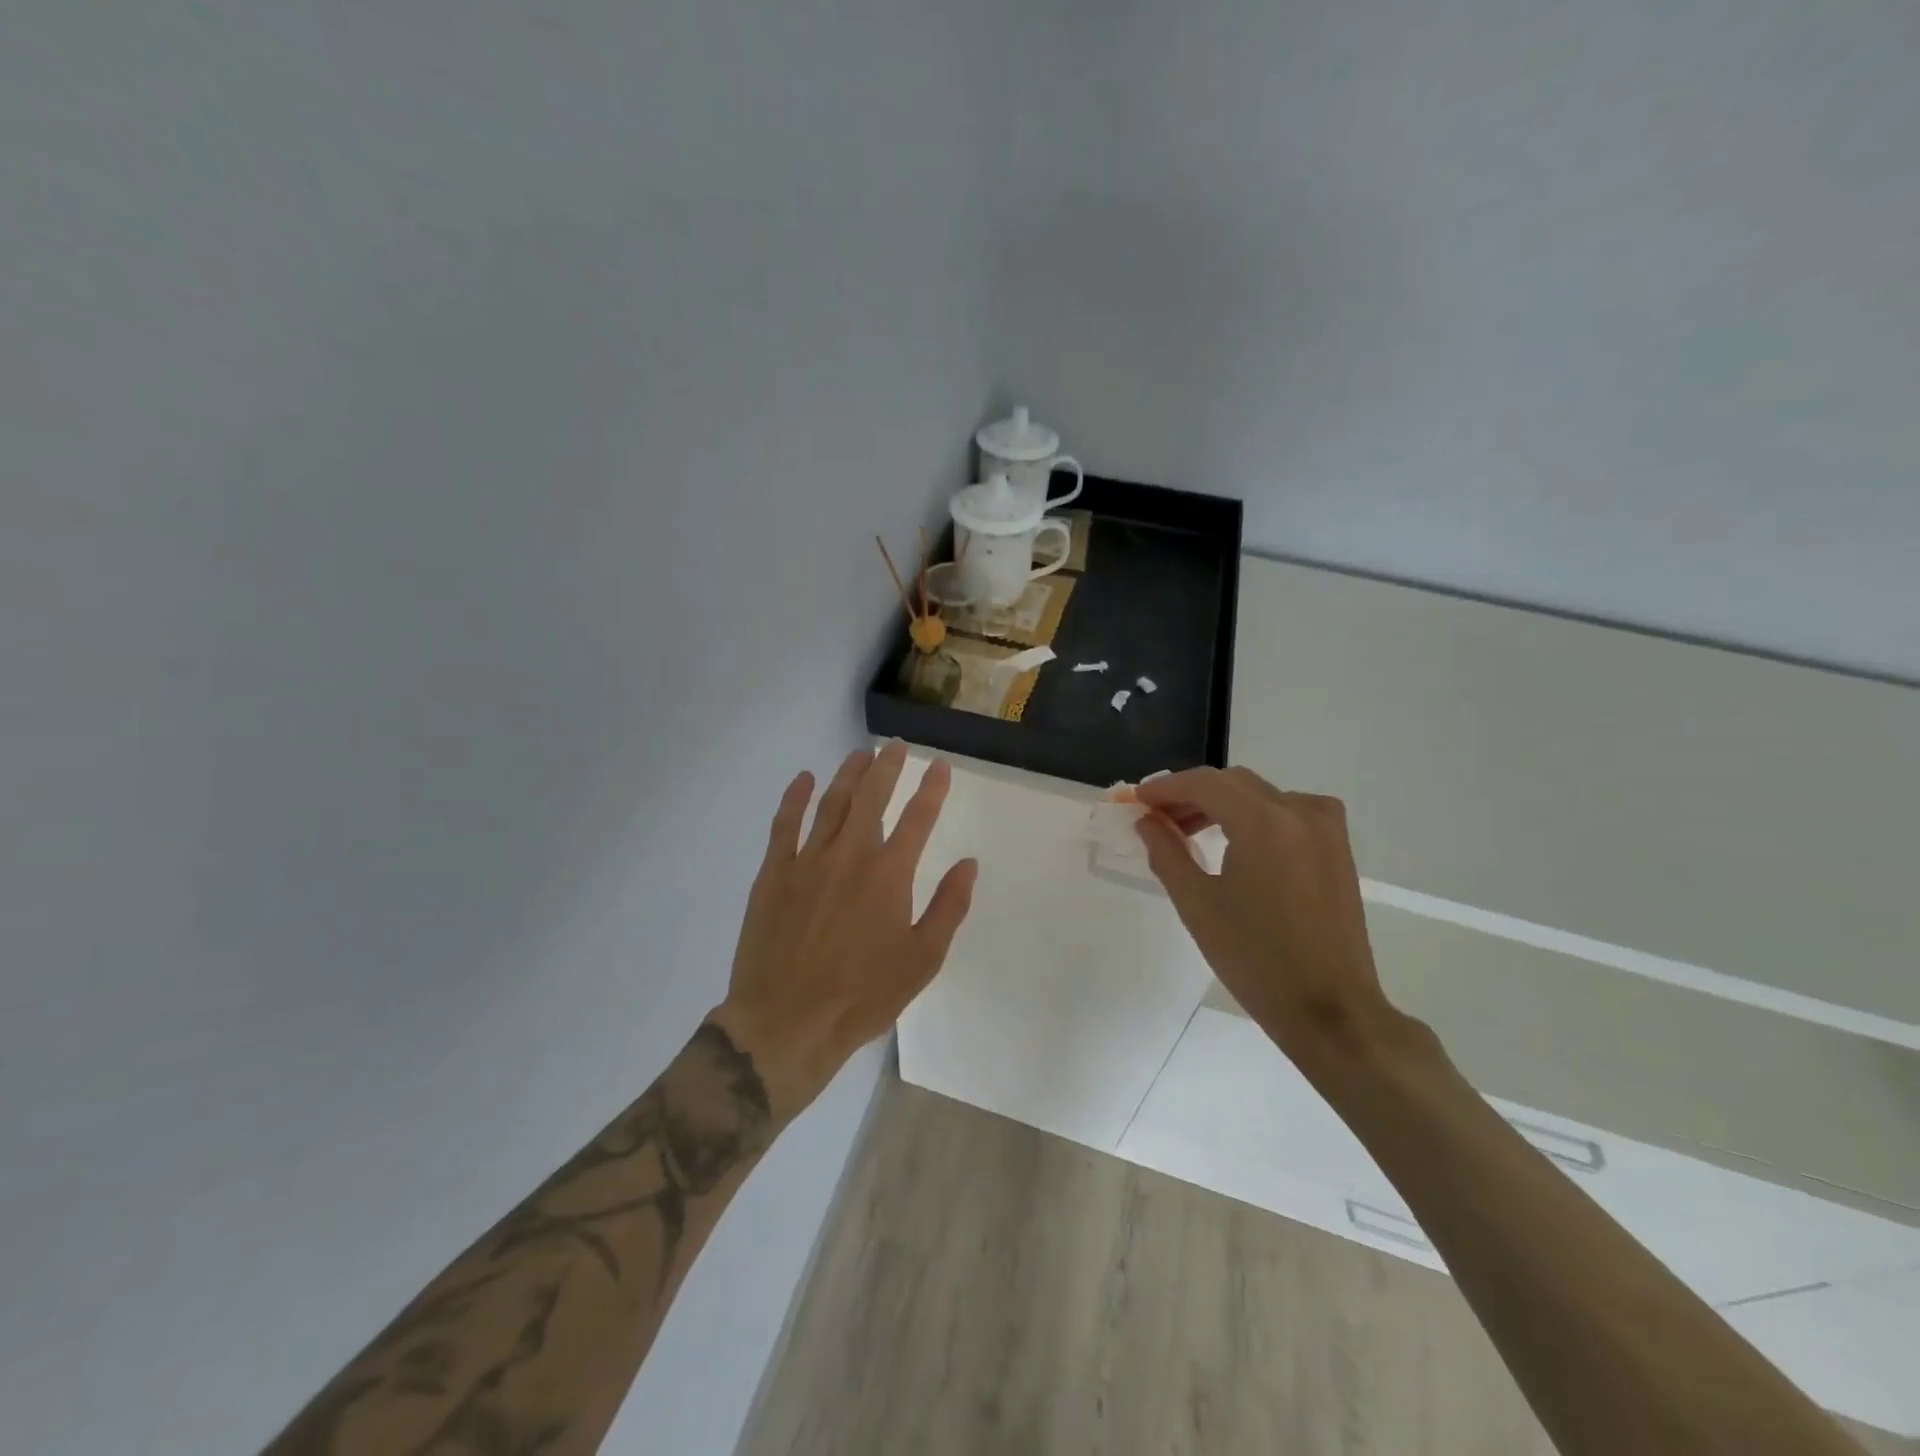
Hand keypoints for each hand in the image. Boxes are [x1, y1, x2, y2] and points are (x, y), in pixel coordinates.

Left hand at [712, 741, 976, 1120]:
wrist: (787, 1021)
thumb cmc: (863, 996)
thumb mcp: (922, 960)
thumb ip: (948, 907)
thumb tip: (969, 863)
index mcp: (889, 874)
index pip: (918, 818)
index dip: (932, 789)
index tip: (940, 765)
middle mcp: (850, 854)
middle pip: (872, 797)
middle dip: (888, 767)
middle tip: (896, 747)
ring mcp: (807, 860)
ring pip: (831, 803)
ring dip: (848, 774)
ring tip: (860, 754)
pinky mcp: (773, 873)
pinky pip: (784, 824)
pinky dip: (795, 798)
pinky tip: (803, 779)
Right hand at [1135, 767, 1397, 1064]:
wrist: (1329, 1009)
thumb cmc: (1255, 959)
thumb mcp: (1197, 904)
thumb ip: (1166, 852)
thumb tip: (1147, 821)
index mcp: (1264, 822)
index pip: (1204, 784)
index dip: (1165, 788)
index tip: (1137, 801)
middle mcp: (1299, 811)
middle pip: (1233, 783)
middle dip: (1191, 795)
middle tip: (1157, 818)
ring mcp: (1325, 827)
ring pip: (1261, 794)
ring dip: (1222, 804)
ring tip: (1189, 831)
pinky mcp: (1338, 847)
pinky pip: (1288, 811)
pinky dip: (1255, 815)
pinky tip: (1237, 841)